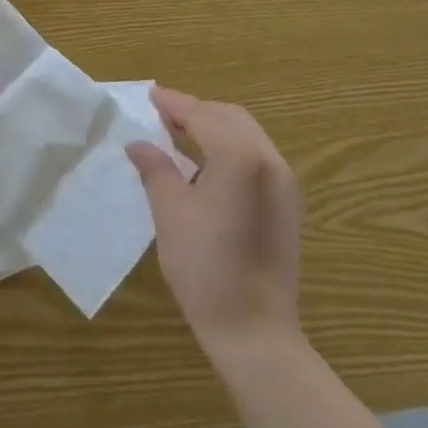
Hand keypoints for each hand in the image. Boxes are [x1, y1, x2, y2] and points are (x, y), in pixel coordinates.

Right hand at [127, 87, 301, 358]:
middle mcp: (269, 160)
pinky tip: (206, 162)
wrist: (255, 331)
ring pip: (247, 134)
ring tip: (180, 134)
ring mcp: (284, 182)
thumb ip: (156, 169)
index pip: (203, 115)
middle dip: (196, 111)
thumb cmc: (205, 269)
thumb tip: (139, 144)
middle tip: (163, 115)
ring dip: (214, 127)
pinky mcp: (288, 203)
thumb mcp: (170, 213)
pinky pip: (257, 156)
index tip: (150, 96)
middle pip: (230, 117)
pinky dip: (230, 147)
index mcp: (240, 157)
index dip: (175, 104)